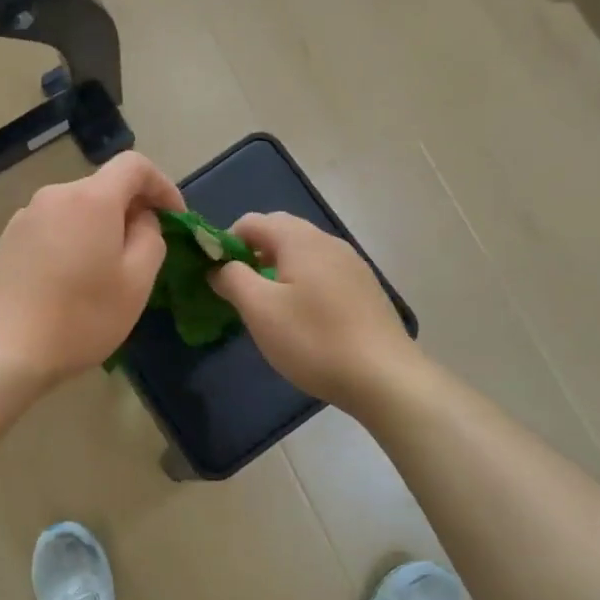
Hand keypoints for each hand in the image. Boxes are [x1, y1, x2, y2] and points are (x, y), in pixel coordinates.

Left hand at [0, 152, 184, 390]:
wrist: (0, 351)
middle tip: (144, 255)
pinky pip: (53, 228)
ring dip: (100, 230)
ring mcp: (25, 217)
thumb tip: (141, 219)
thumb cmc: (79, 318)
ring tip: (106, 274)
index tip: (175, 219)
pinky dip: (72, 242)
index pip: (134, 165)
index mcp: (91, 198)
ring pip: (77, 211)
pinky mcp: (7, 240)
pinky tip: (70, 283)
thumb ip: (151, 238)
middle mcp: (55, 195)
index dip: (162, 186)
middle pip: (103, 188)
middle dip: (131, 212)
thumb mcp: (136, 283)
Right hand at [210, 212, 412, 412]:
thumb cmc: (314, 340)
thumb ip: (232, 279)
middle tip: (237, 287)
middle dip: (252, 252)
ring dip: (277, 267)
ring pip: (303, 252)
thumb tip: (219, 266)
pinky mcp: (365, 288)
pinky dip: (301, 281)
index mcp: (300, 240)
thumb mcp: (260, 310)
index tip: (214, 273)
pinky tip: (301, 316)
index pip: (252, 222)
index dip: (226, 241)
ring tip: (267, 303)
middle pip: (280, 232)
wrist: (385, 377)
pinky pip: (322, 271)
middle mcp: (328, 242)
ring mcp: (352, 264)